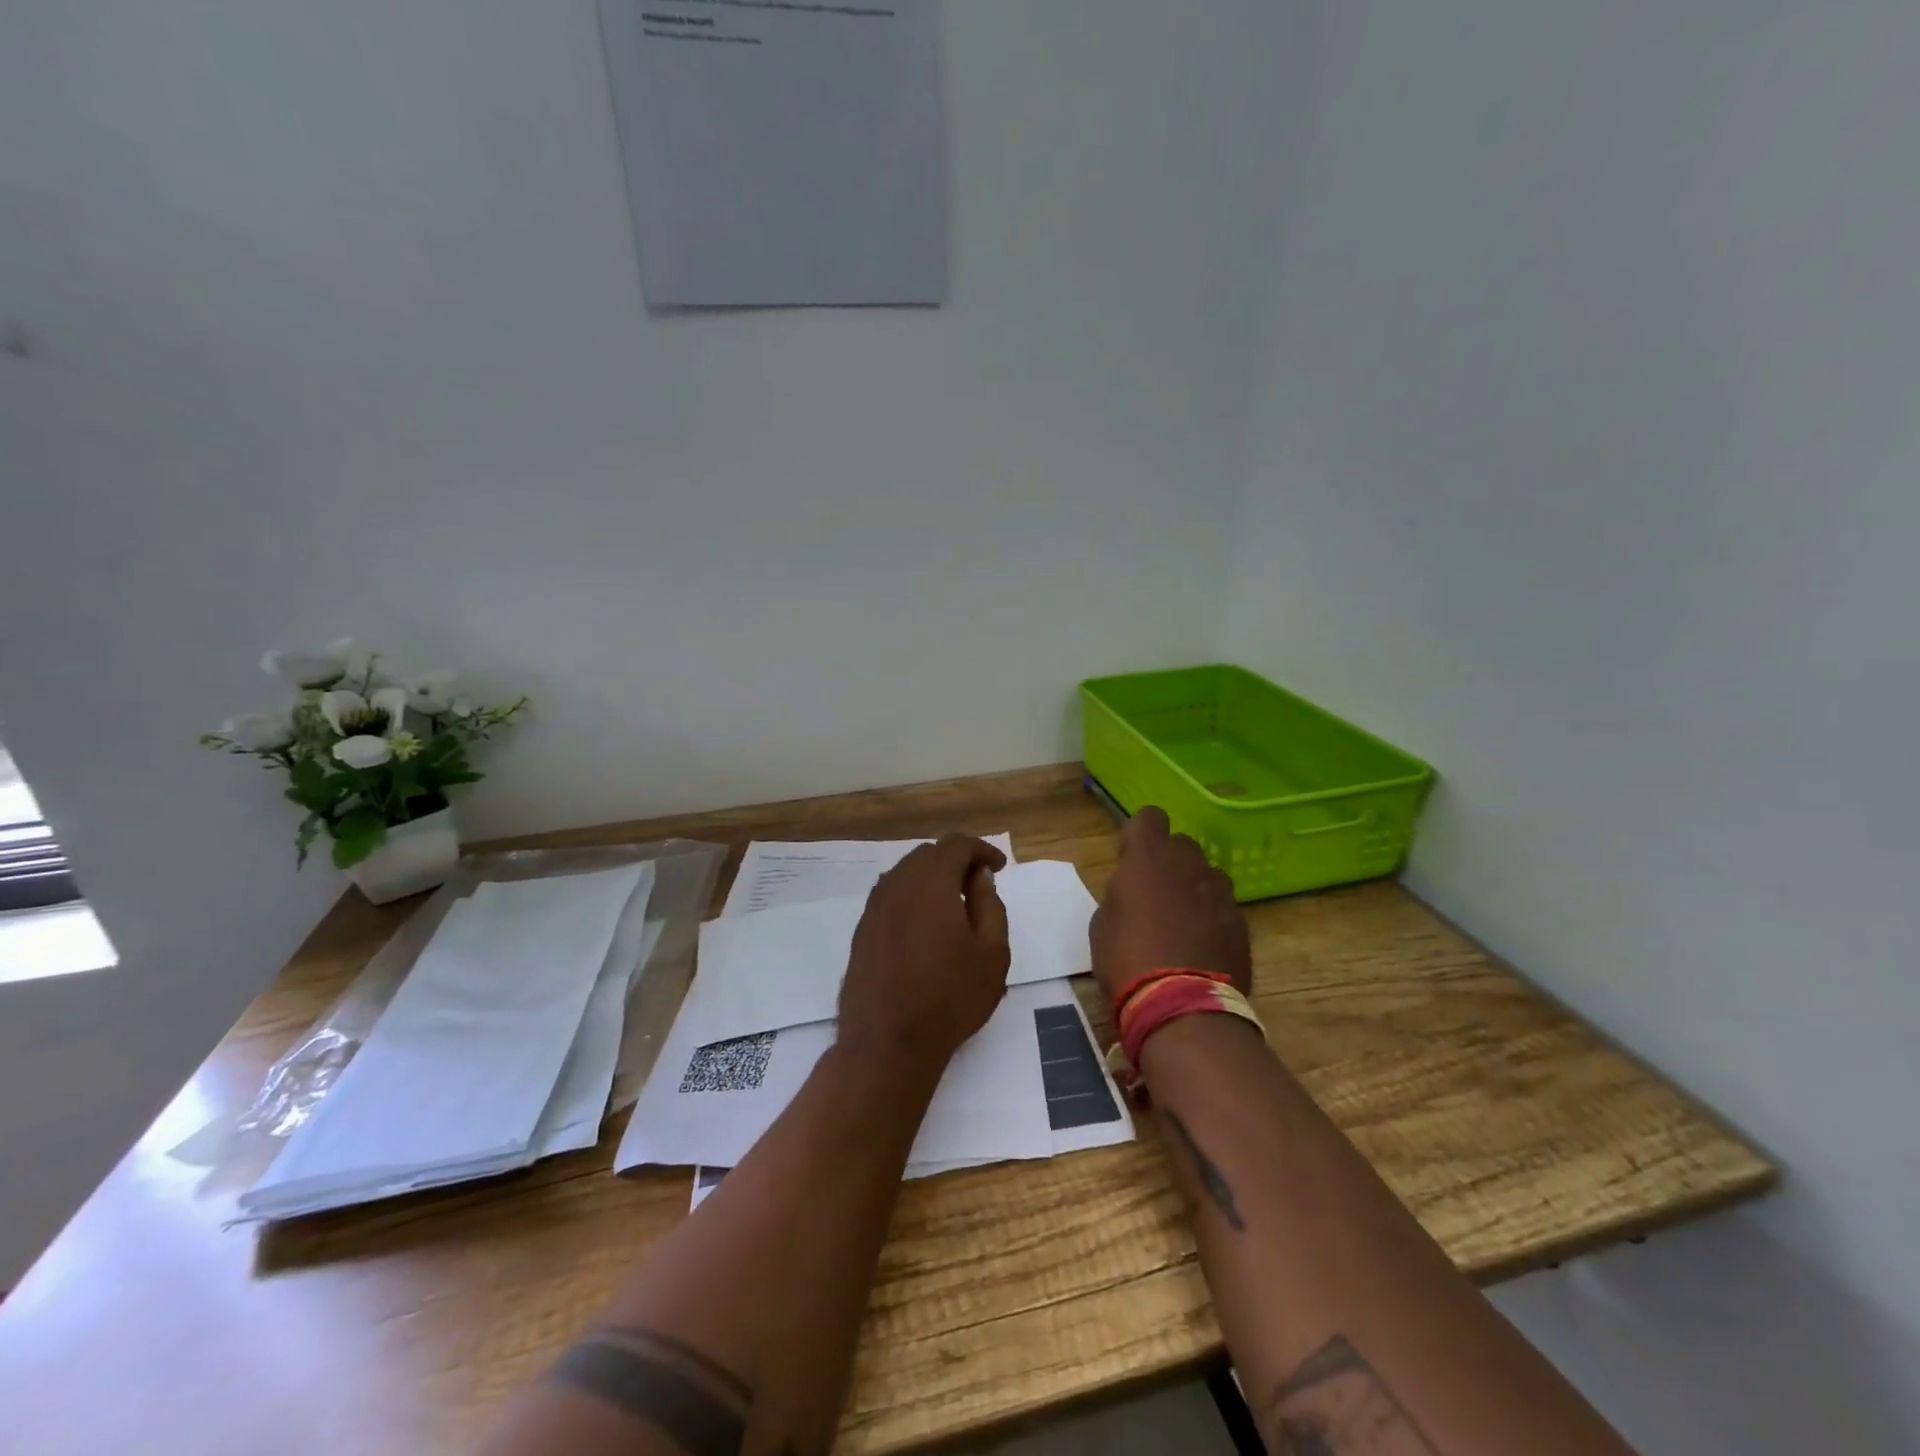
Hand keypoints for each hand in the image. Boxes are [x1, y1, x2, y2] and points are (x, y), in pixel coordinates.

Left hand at [838, 834, 1011, 1068]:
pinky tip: (925, 925)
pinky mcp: (862, 930)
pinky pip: (891, 896)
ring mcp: (874, 907)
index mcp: (931, 882)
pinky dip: (912, 897)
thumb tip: (979, 876)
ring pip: (906, 873)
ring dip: (932, 878)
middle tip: (979, 885)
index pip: (956, 845)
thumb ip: (989, 904)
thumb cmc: (950, 997)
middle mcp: (897, 884)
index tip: (999, 867)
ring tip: (954, 904)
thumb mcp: (992, 953)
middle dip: (957, 861)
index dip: (982, 849)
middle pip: (928, 854)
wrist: (887, 1043)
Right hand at [1090, 806, 1251, 1005]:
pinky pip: (1223, 906)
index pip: (1149, 817)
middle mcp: (1188, 865)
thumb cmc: (1127, 961)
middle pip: (1181, 844)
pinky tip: (1201, 946)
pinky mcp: (1240, 922)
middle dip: (1169, 860)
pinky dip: (1212, 918)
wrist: (1182, 1007)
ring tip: (1182, 922)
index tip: (1130, 858)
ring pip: (1207, 874)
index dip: (1139, 834)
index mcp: (1147, 859)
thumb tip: (1132, 893)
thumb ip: (1120, 895)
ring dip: (1194, 887)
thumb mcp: (1102, 925)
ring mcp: (1219, 893)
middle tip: (1154, 893)